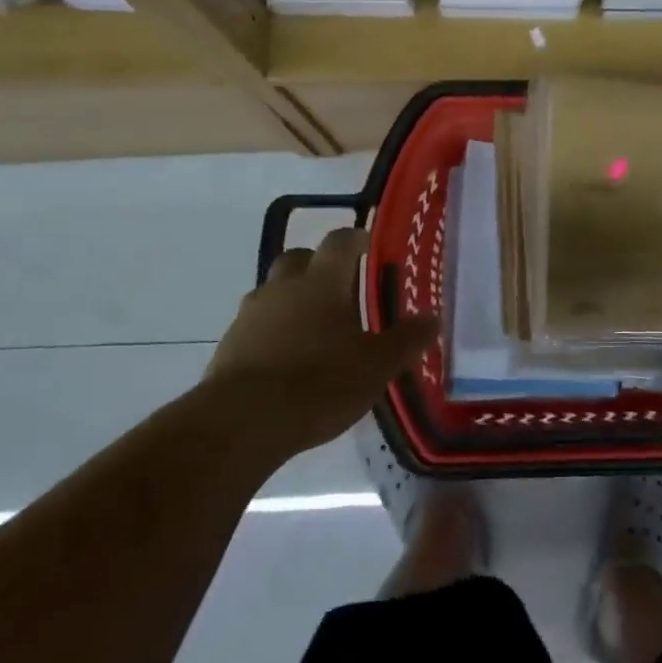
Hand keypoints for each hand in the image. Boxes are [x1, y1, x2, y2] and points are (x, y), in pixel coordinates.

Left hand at [206, 228, 438, 454]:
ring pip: (274, 292)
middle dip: (318, 266)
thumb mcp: (376, 366)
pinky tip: (287, 361)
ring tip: (314, 330)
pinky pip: (256, 326)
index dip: (355, 239)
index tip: (368, 245)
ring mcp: (250, 315)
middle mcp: (283, 288)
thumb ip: (406, 340)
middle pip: (299, 259)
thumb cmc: (319, 383)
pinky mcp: (228, 346)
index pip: (340, 242)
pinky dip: (272, 332)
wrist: (241, 423)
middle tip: (341, 288)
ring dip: (293, 301)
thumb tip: (432, 319)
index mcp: (322, 282)